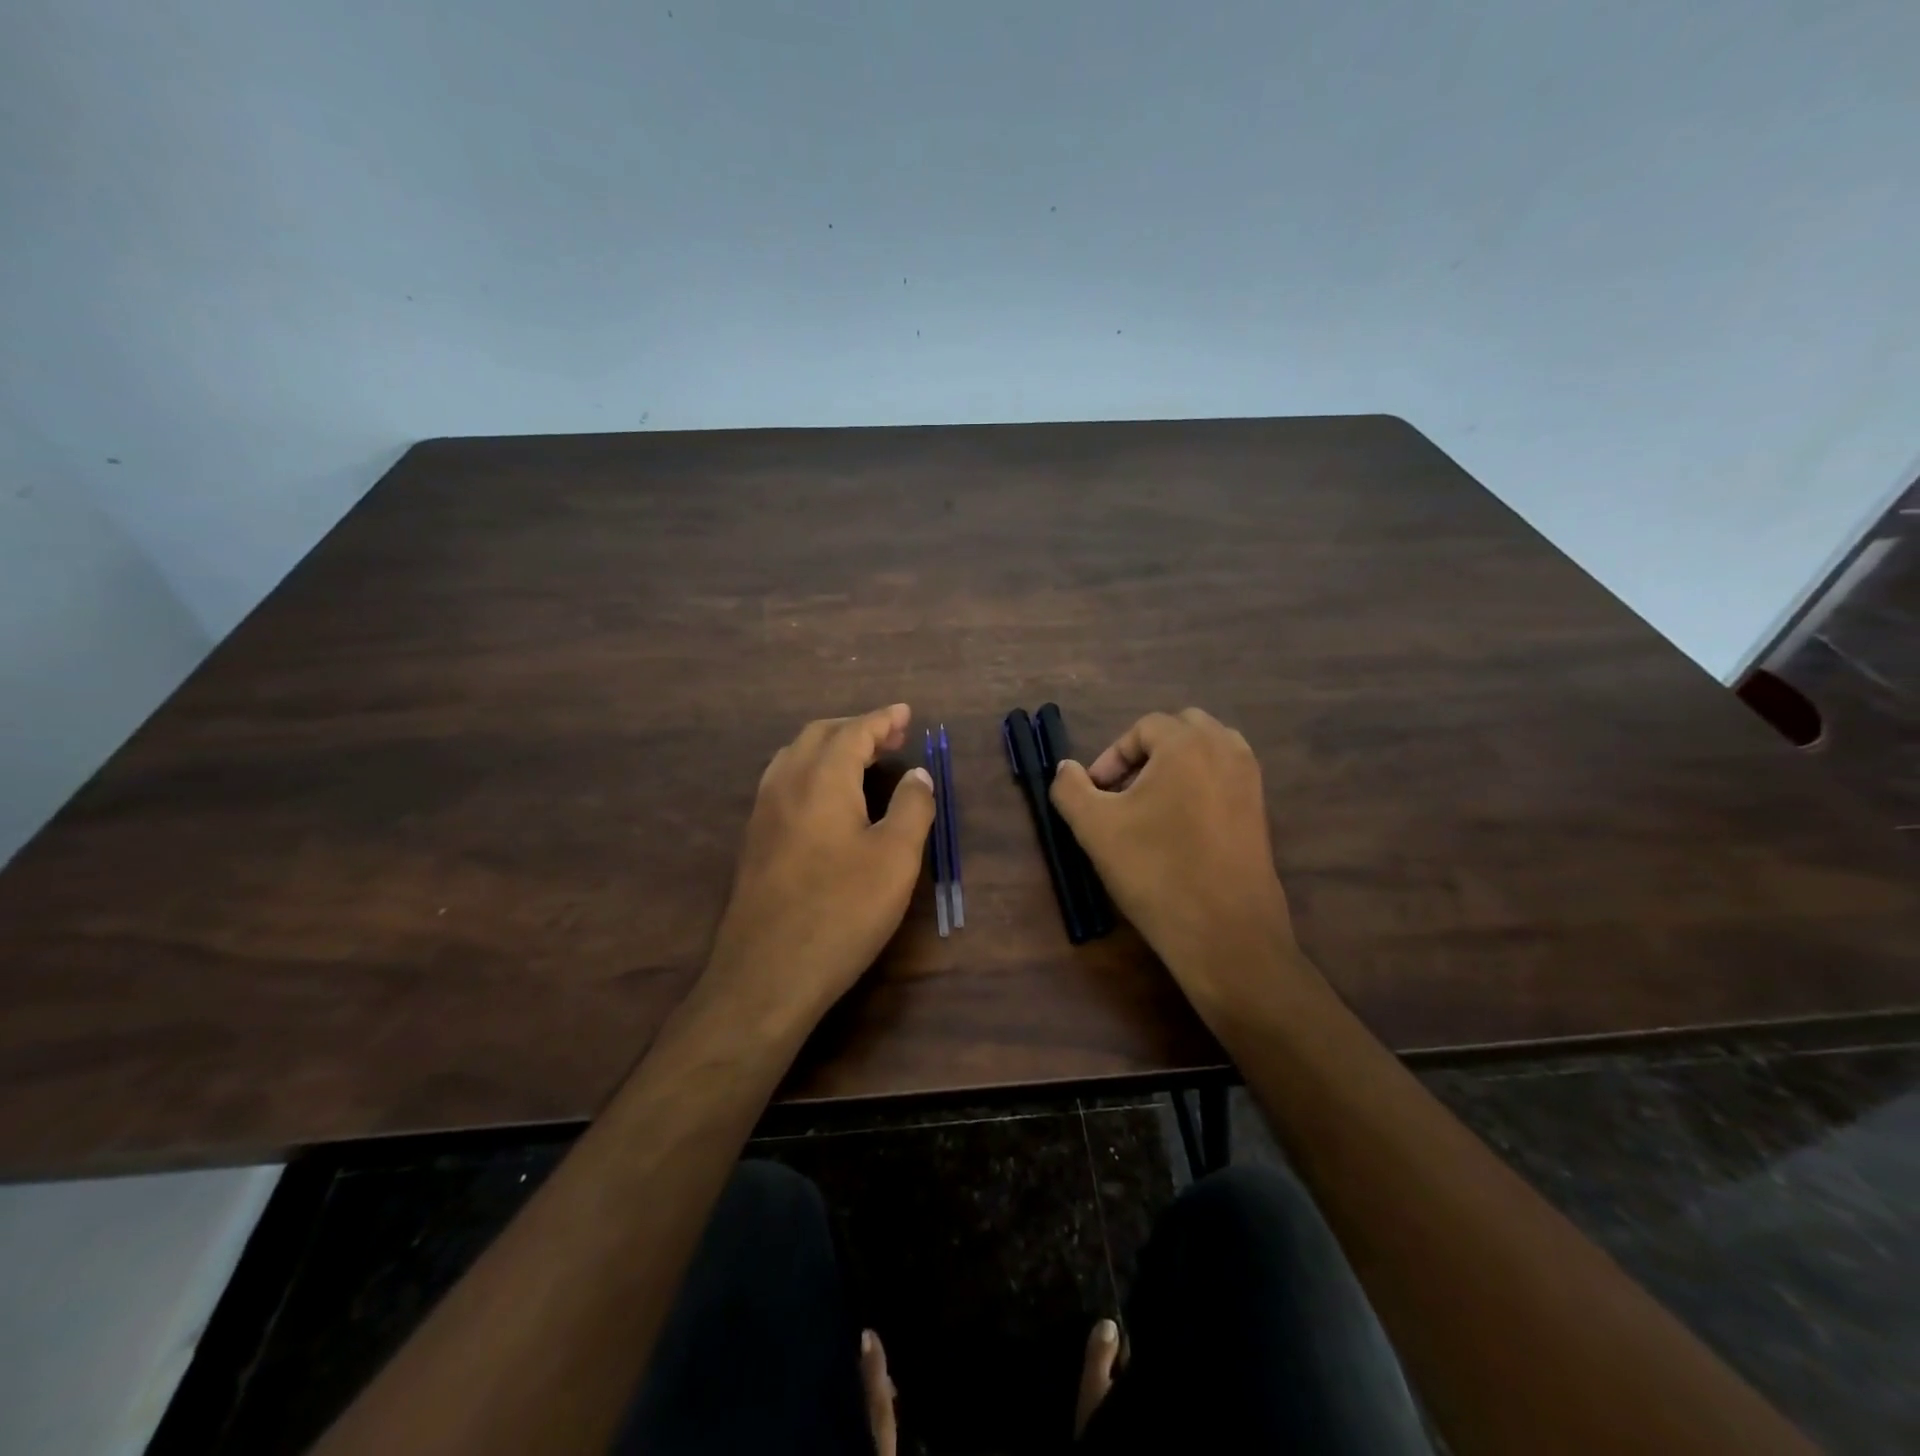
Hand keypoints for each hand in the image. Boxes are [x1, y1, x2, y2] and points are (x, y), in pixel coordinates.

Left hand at [703, 704, 934, 1024]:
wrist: (767, 974)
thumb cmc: (841, 911)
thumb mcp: (895, 859)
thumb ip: (911, 807)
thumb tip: (917, 774)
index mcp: (822, 779)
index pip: (854, 731)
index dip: (882, 719)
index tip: (906, 713)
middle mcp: (785, 784)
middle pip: (819, 735)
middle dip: (856, 727)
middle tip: (891, 737)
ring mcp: (763, 812)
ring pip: (795, 756)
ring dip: (830, 747)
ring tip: (861, 760)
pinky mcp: (754, 840)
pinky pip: (783, 782)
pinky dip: (811, 770)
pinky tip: (827, 797)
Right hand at [1050, 708, 1303, 1016]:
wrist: (1223, 932)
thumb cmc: (1155, 871)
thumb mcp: (1094, 827)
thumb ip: (1070, 788)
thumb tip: (1067, 768)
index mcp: (1188, 743)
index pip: (1144, 727)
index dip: (1112, 756)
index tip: (1096, 793)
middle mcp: (1226, 750)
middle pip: (1182, 729)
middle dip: (1147, 753)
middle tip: (1123, 792)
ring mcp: (1250, 780)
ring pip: (1208, 750)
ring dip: (1176, 765)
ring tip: (1151, 805)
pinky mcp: (1261, 811)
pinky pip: (1225, 777)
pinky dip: (1200, 785)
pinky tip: (1180, 827)